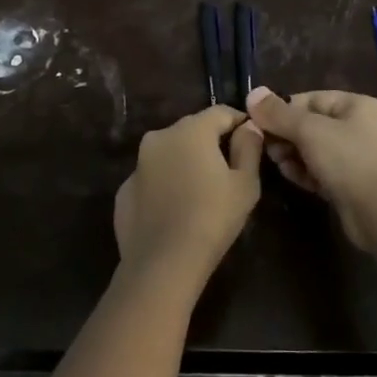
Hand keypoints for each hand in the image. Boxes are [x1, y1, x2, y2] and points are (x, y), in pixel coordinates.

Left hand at [113, 106, 263, 283]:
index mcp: (191, 130)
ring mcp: (138, 164)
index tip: (252, 139)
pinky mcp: (124, 190)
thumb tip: (249, 126)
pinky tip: (176, 209)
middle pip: (193, 129)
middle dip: (211, 142)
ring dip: (185, 162)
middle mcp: (159, 137)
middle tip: (229, 167)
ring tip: (202, 189)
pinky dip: (165, 184)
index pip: (221, 112)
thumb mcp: (245, 183)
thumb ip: (249, 147)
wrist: (163, 264)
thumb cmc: (213, 218)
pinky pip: (152, 178)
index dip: (240, 122)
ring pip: (169, 153)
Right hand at [245, 88, 376, 249]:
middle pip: (311, 124)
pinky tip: (292, 177)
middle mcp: (358, 127)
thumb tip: (252, 92)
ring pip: (314, 149)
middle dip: (286, 135)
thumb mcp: (310, 130)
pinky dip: (306, 172)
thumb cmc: (348, 160)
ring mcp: (356, 157)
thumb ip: (279, 113)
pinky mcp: (351, 183)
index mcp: (355, 106)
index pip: (310, 99)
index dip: (283, 110)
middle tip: (267, 147)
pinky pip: (321, 171)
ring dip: (293, 154)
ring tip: (278, 163)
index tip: (259, 123)